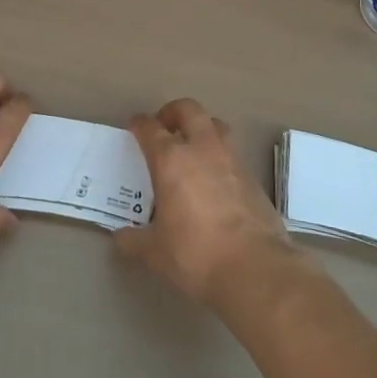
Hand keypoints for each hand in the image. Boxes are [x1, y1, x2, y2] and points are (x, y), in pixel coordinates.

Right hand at [114, 98, 303, 309]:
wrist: (255, 268)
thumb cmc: (196, 254)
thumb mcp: (155, 252)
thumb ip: (134, 241)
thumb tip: (121, 238)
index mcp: (171, 160)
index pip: (151, 128)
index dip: (139, 124)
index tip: (134, 126)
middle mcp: (202, 149)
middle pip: (188, 110)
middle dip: (173, 112)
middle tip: (164, 126)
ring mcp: (232, 159)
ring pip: (215, 125)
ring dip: (201, 128)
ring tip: (192, 148)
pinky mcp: (253, 176)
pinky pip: (232, 153)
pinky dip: (219, 156)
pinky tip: (214, 180)